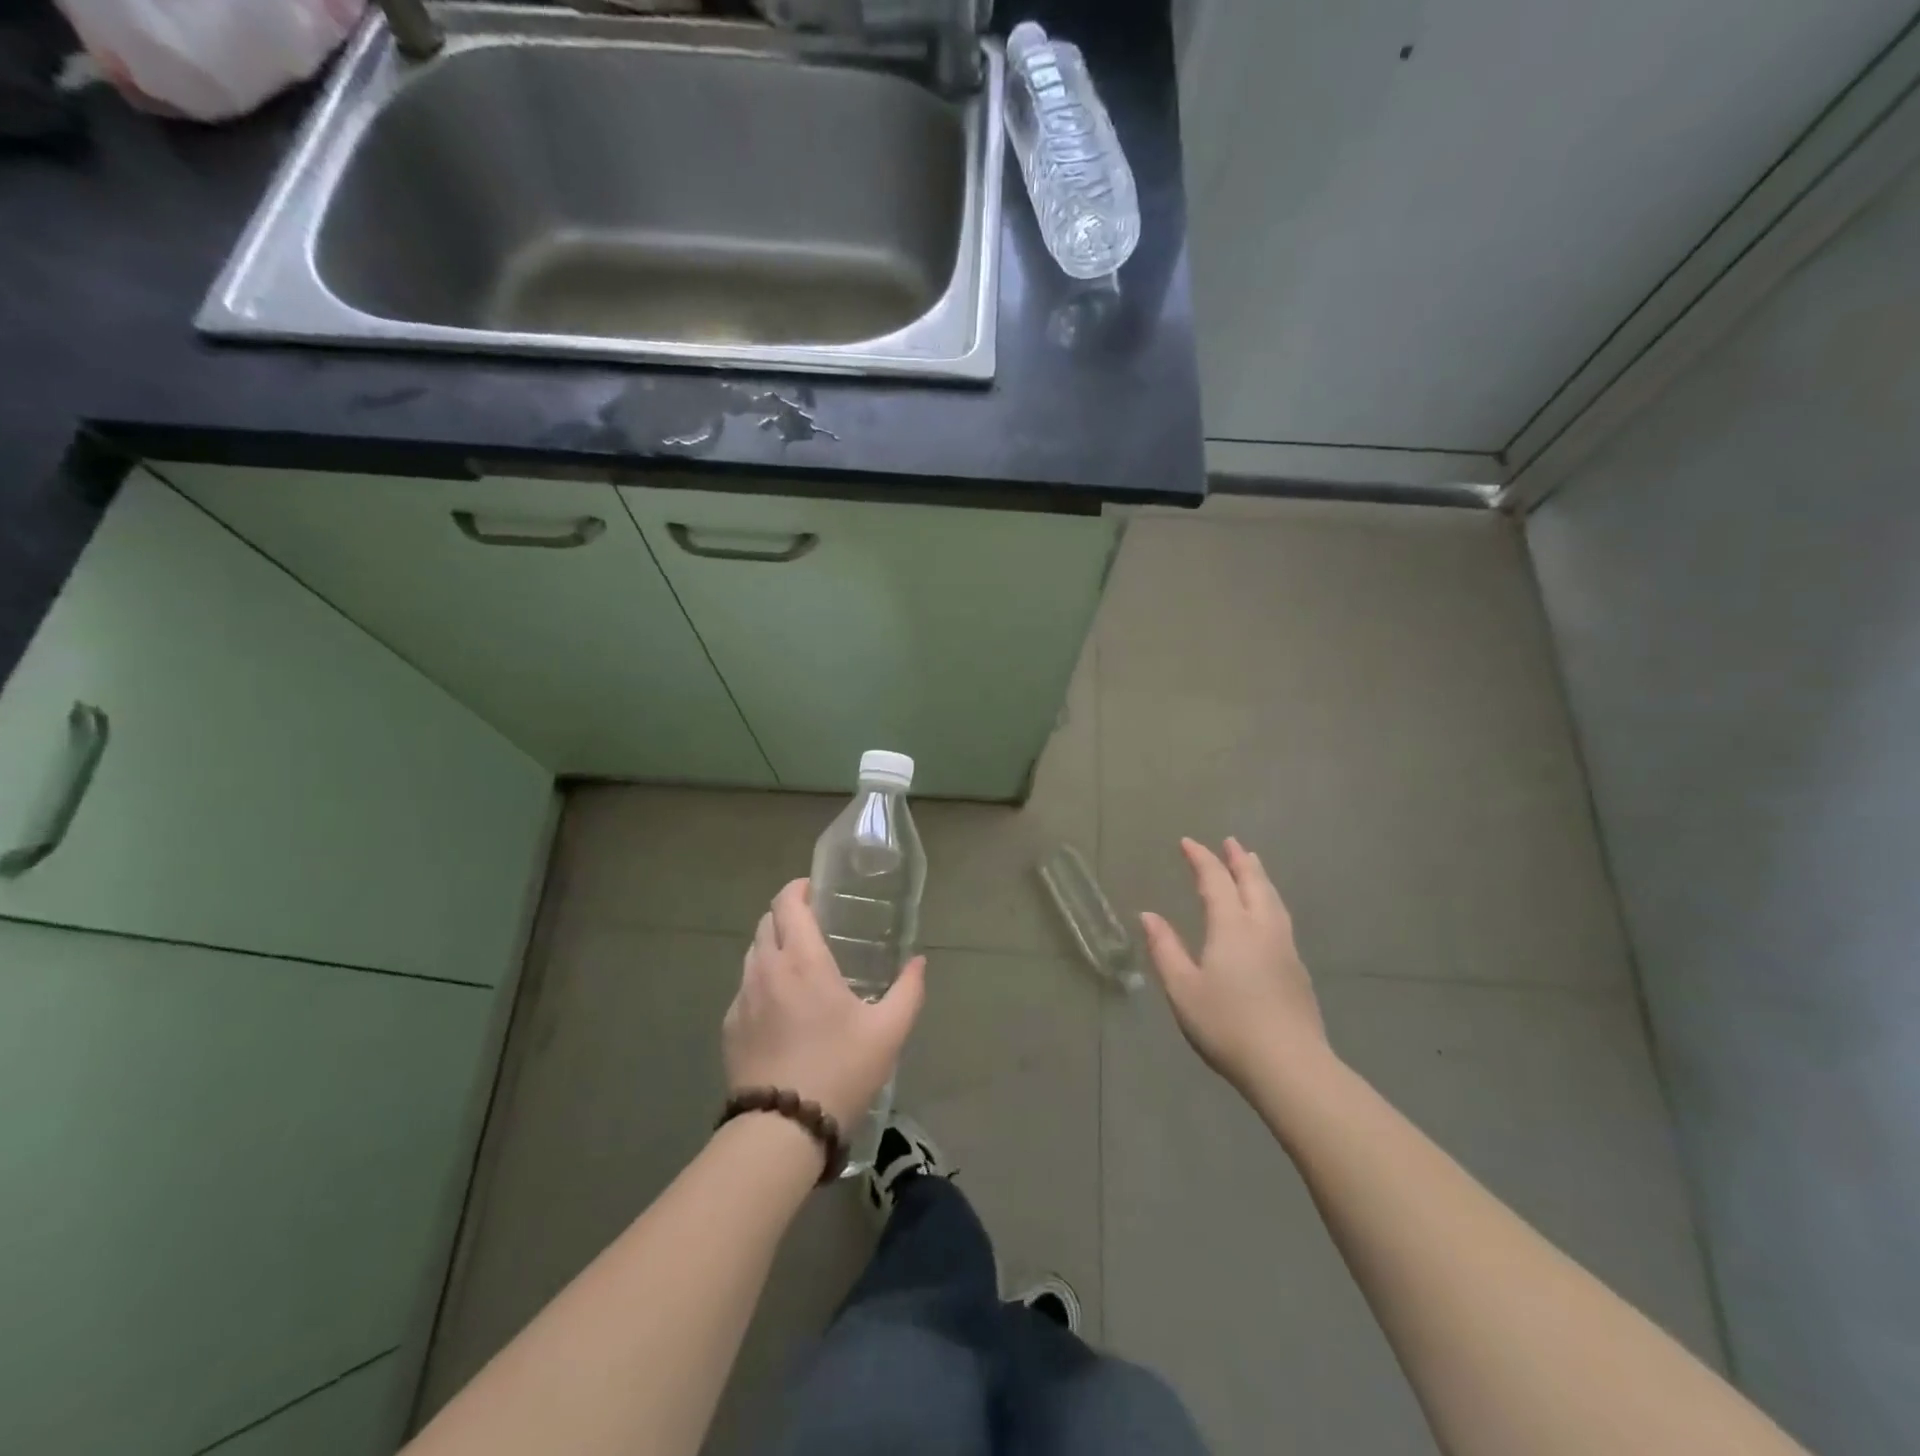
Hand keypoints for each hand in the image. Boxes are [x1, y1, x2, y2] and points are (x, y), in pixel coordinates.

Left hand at [722, 878, 926, 1131]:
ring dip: (772, 946)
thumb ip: (908, 990)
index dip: (798, 888)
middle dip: (787, 915)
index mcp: (802, 959)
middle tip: (814, 926)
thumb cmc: (840, 1070)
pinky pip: (745, 987)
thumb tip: (919, 962)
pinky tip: (781, 1008)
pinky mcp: (729, 1026)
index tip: (815, 890)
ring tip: (798, 965)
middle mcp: (766, 969)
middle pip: (766, 922)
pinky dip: (762, 981)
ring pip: (752, 953)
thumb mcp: (889, 1031)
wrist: (782, 1130)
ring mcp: (742, 998)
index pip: (787, 903)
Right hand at [1141, 838, 1327, 1090]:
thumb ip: (1165, 949)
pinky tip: (1268, 913)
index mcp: (1232, 927)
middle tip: (1231, 842)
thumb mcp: (1183, 989)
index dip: (1201, 859)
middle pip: (1253, 883)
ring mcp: (1285, 948)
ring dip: (1260, 877)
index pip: (1216, 881)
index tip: (1187, 842)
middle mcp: (1262, 928)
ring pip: (1273, 900)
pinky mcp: (1297, 970)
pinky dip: (1270, 901)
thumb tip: (1148, 915)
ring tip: (1253, 865)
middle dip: (1239, 860)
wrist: (1290, 1066)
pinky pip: (1281, 918)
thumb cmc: (1227, 1025)